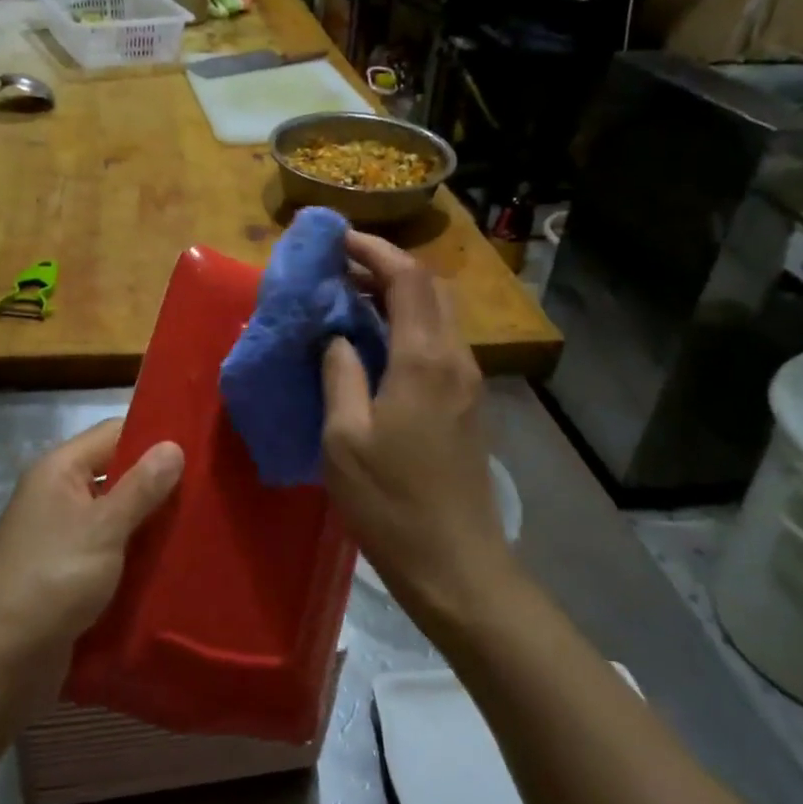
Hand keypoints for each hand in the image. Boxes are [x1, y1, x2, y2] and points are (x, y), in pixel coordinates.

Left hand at [0, 420, 183, 668]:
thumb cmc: (52, 580)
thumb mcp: (104, 528)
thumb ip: (141, 487)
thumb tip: (174, 445)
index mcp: (59, 470)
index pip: (114, 433)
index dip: (154, 437)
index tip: (202, 449)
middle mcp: (58, 495)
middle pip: (117, 475)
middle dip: (159, 484)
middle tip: (211, 490)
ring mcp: (61, 536)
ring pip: (117, 517)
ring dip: (151, 523)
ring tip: (202, 525)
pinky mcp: (68, 574)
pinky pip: (110, 551)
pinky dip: (136, 555)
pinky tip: (174, 562)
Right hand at [321, 233, 506, 621]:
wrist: (456, 565)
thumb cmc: (391, 503)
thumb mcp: (344, 439)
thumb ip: (339, 374)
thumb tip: (336, 334)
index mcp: (424, 360)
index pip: (407, 278)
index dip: (372, 249)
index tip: (335, 238)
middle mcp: (455, 359)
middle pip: (430, 287)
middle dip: (386, 266)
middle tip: (339, 268)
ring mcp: (467, 382)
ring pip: (437, 314)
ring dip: (397, 295)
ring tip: (349, 300)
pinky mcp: (467, 404)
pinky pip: (437, 343)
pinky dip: (406, 325)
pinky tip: (374, 345)